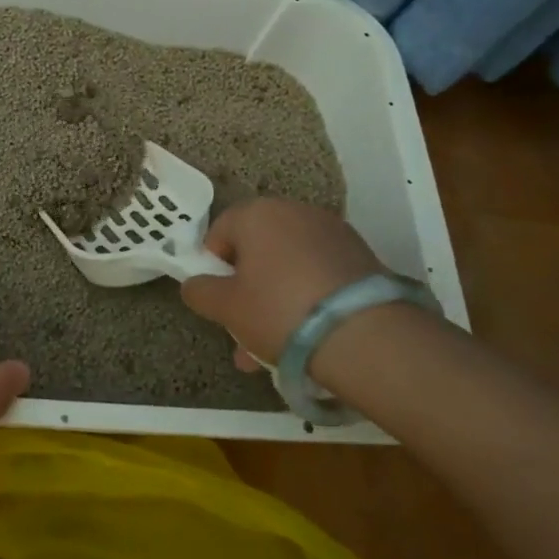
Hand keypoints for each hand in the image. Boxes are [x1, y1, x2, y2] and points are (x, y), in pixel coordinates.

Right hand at [180, 199, 391, 370]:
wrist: (364, 334)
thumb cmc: (279, 310)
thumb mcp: (227, 307)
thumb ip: (200, 292)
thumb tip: (195, 284)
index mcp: (257, 213)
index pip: (220, 231)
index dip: (213, 265)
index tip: (219, 298)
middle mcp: (294, 211)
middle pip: (258, 248)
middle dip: (247, 288)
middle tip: (243, 328)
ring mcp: (332, 232)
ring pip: (289, 265)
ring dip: (276, 297)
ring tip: (272, 347)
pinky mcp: (361, 256)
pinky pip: (318, 273)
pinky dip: (307, 296)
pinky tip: (306, 336)